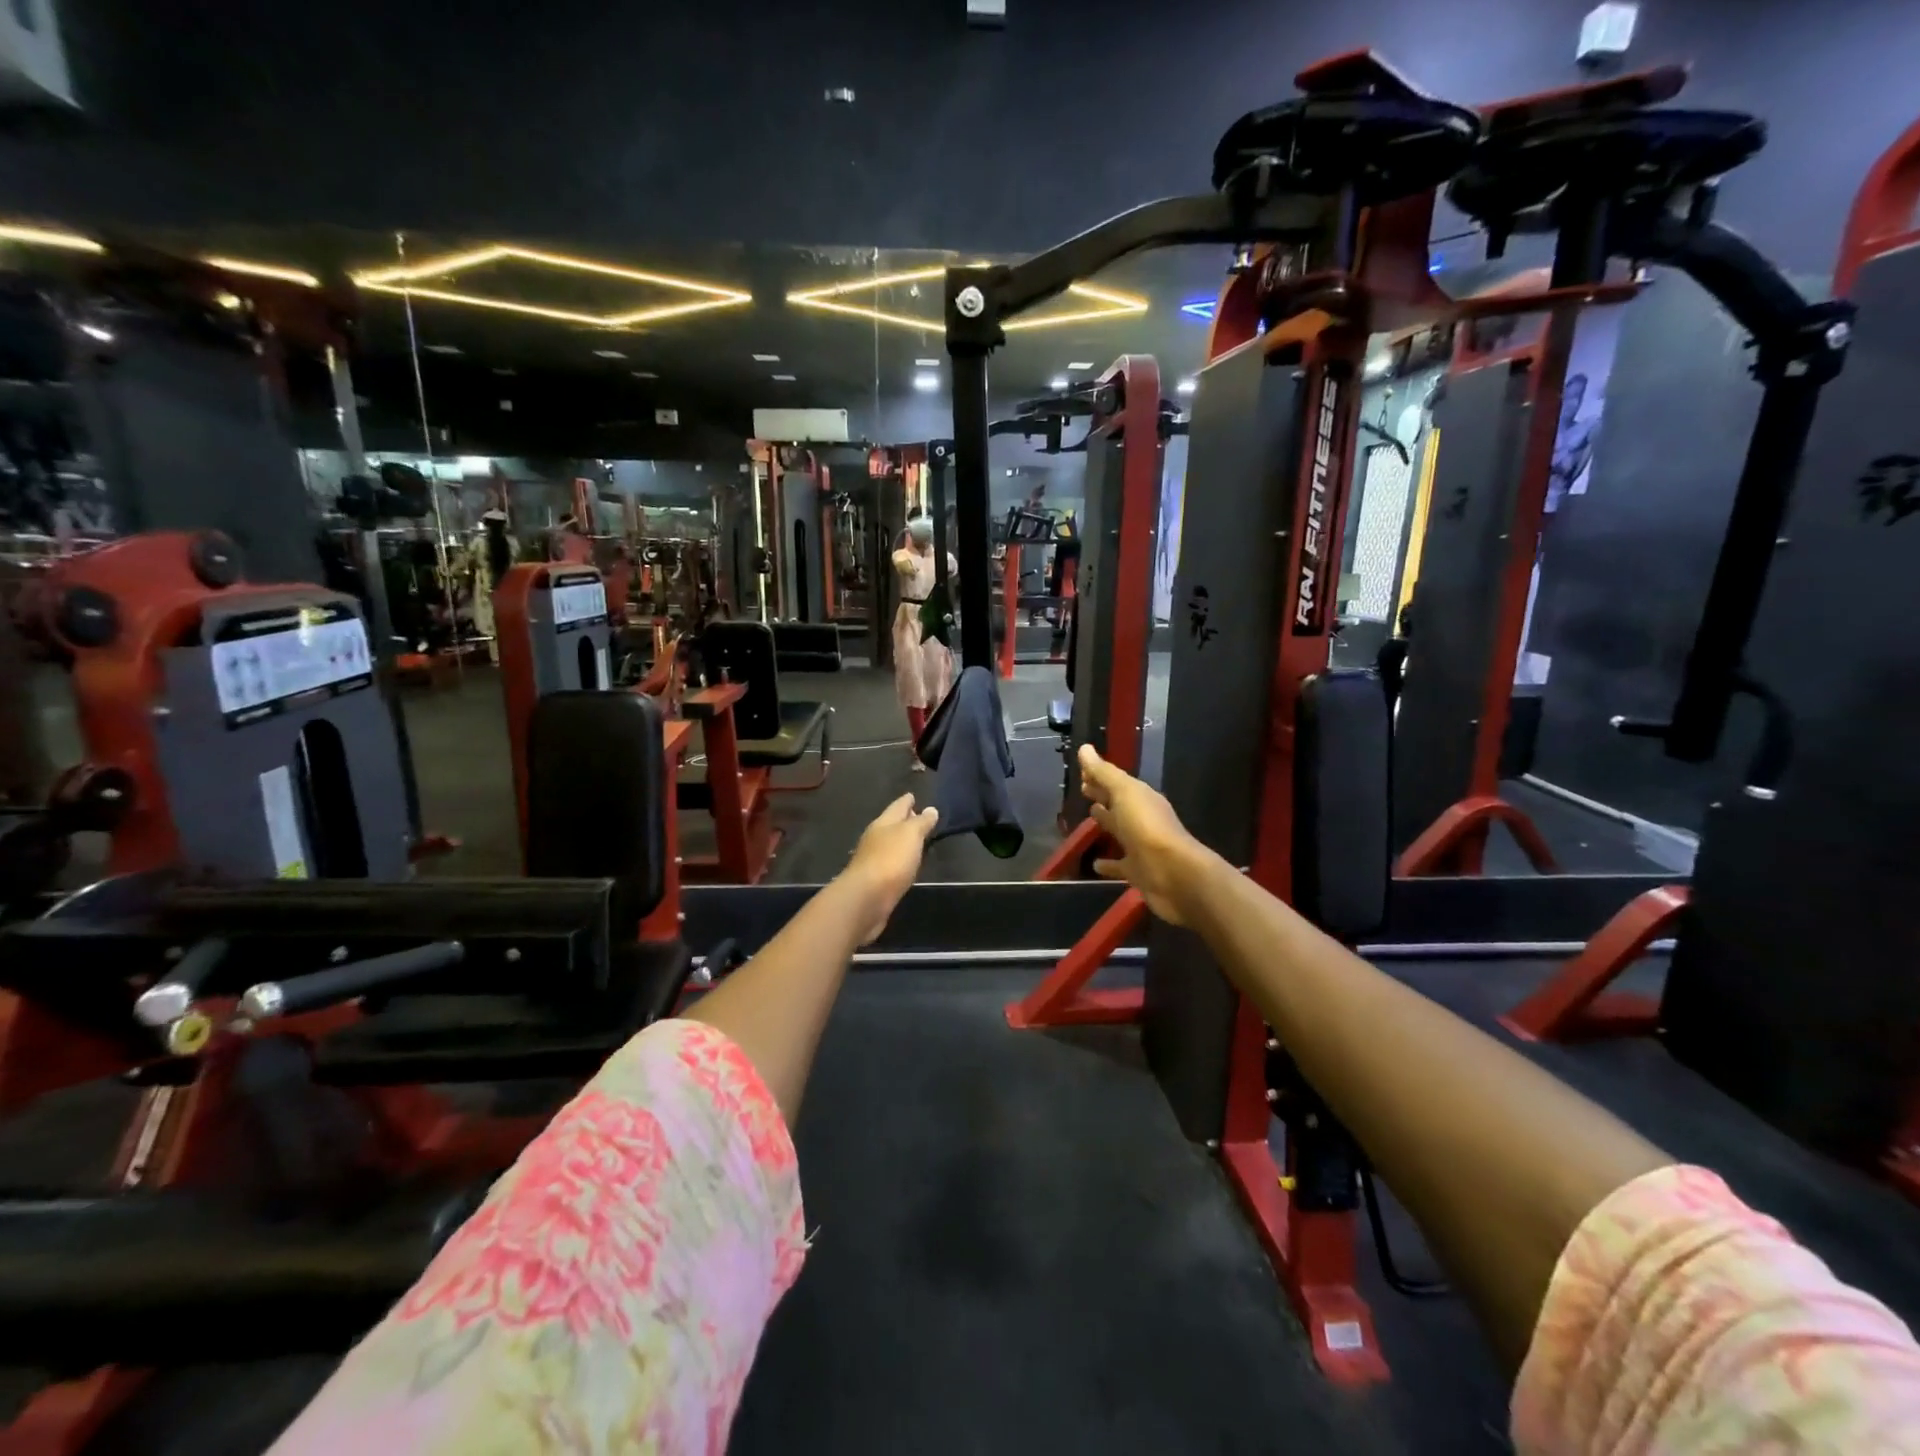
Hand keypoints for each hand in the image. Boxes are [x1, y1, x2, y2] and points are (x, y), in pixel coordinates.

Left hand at [841, 793, 938, 942]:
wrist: (866, 899)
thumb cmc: (890, 860)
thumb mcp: (911, 835)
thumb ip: (921, 822)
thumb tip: (930, 809)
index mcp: (883, 823)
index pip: (897, 807)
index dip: (906, 801)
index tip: (913, 795)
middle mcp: (875, 839)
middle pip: (891, 825)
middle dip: (904, 820)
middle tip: (919, 817)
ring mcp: (873, 860)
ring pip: (890, 844)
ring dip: (902, 841)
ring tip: (917, 840)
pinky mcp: (875, 881)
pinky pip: (891, 864)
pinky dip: (899, 860)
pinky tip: (906, 865)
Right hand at [1079, 744, 1207, 925]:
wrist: (1173, 873)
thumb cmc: (1146, 826)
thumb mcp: (1124, 792)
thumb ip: (1104, 773)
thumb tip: (1084, 748)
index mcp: (1140, 797)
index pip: (1116, 781)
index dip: (1099, 775)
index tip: (1081, 772)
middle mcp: (1142, 819)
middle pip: (1118, 803)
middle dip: (1102, 795)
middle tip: (1083, 790)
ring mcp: (1140, 846)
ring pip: (1120, 830)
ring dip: (1107, 823)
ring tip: (1088, 817)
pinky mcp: (1137, 871)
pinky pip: (1119, 865)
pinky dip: (1108, 864)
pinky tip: (1095, 864)